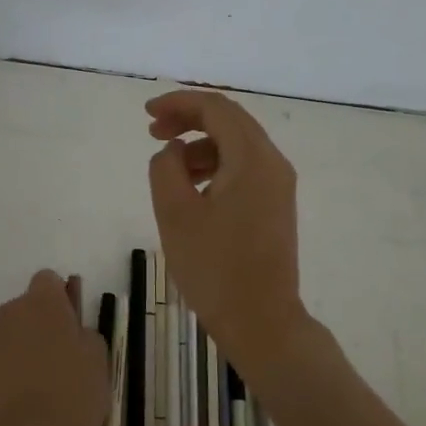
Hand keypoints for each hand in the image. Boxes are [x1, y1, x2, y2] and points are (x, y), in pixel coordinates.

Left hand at [0, 271, 109, 425]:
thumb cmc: (75, 394)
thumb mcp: (99, 358)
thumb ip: (84, 332)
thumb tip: (72, 330)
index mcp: (42, 302)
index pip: (48, 280)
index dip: (60, 300)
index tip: (71, 325)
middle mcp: (8, 313)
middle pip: (25, 308)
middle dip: (39, 325)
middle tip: (59, 359)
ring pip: (6, 335)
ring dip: (19, 349)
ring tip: (38, 386)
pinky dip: (3, 375)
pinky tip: (18, 402)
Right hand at [146, 90, 308, 375]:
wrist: (261, 321)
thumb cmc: (214, 267)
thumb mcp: (175, 213)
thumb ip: (166, 168)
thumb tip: (173, 151)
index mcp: (252, 158)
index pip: (216, 108)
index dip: (178, 104)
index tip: (146, 114)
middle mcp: (273, 163)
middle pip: (230, 121)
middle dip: (189, 120)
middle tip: (153, 132)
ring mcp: (279, 186)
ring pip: (237, 146)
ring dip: (201, 144)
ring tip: (169, 165)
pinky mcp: (276, 206)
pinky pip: (244, 169)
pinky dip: (216, 165)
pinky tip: (192, 188)